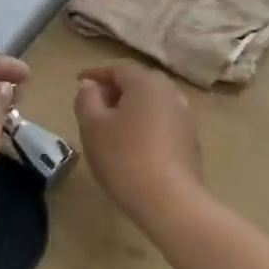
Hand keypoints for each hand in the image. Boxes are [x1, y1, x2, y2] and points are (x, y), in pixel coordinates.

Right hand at [73, 63, 203, 225]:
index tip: (78, 83)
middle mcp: (170, 92)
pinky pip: (162, 121)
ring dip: (131, 108)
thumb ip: (87, 99)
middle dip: (115, 89)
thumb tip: (91, 85)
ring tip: (112, 126)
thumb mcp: (92, 126)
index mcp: (146, 83)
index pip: (118, 68)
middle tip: (94, 104)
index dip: (95, 74)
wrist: (169, 200)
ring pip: (152, 102)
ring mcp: (185, 116)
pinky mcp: (190, 140)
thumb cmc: (123, 157)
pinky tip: (133, 145)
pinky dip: (145, 124)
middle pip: (138, 82)